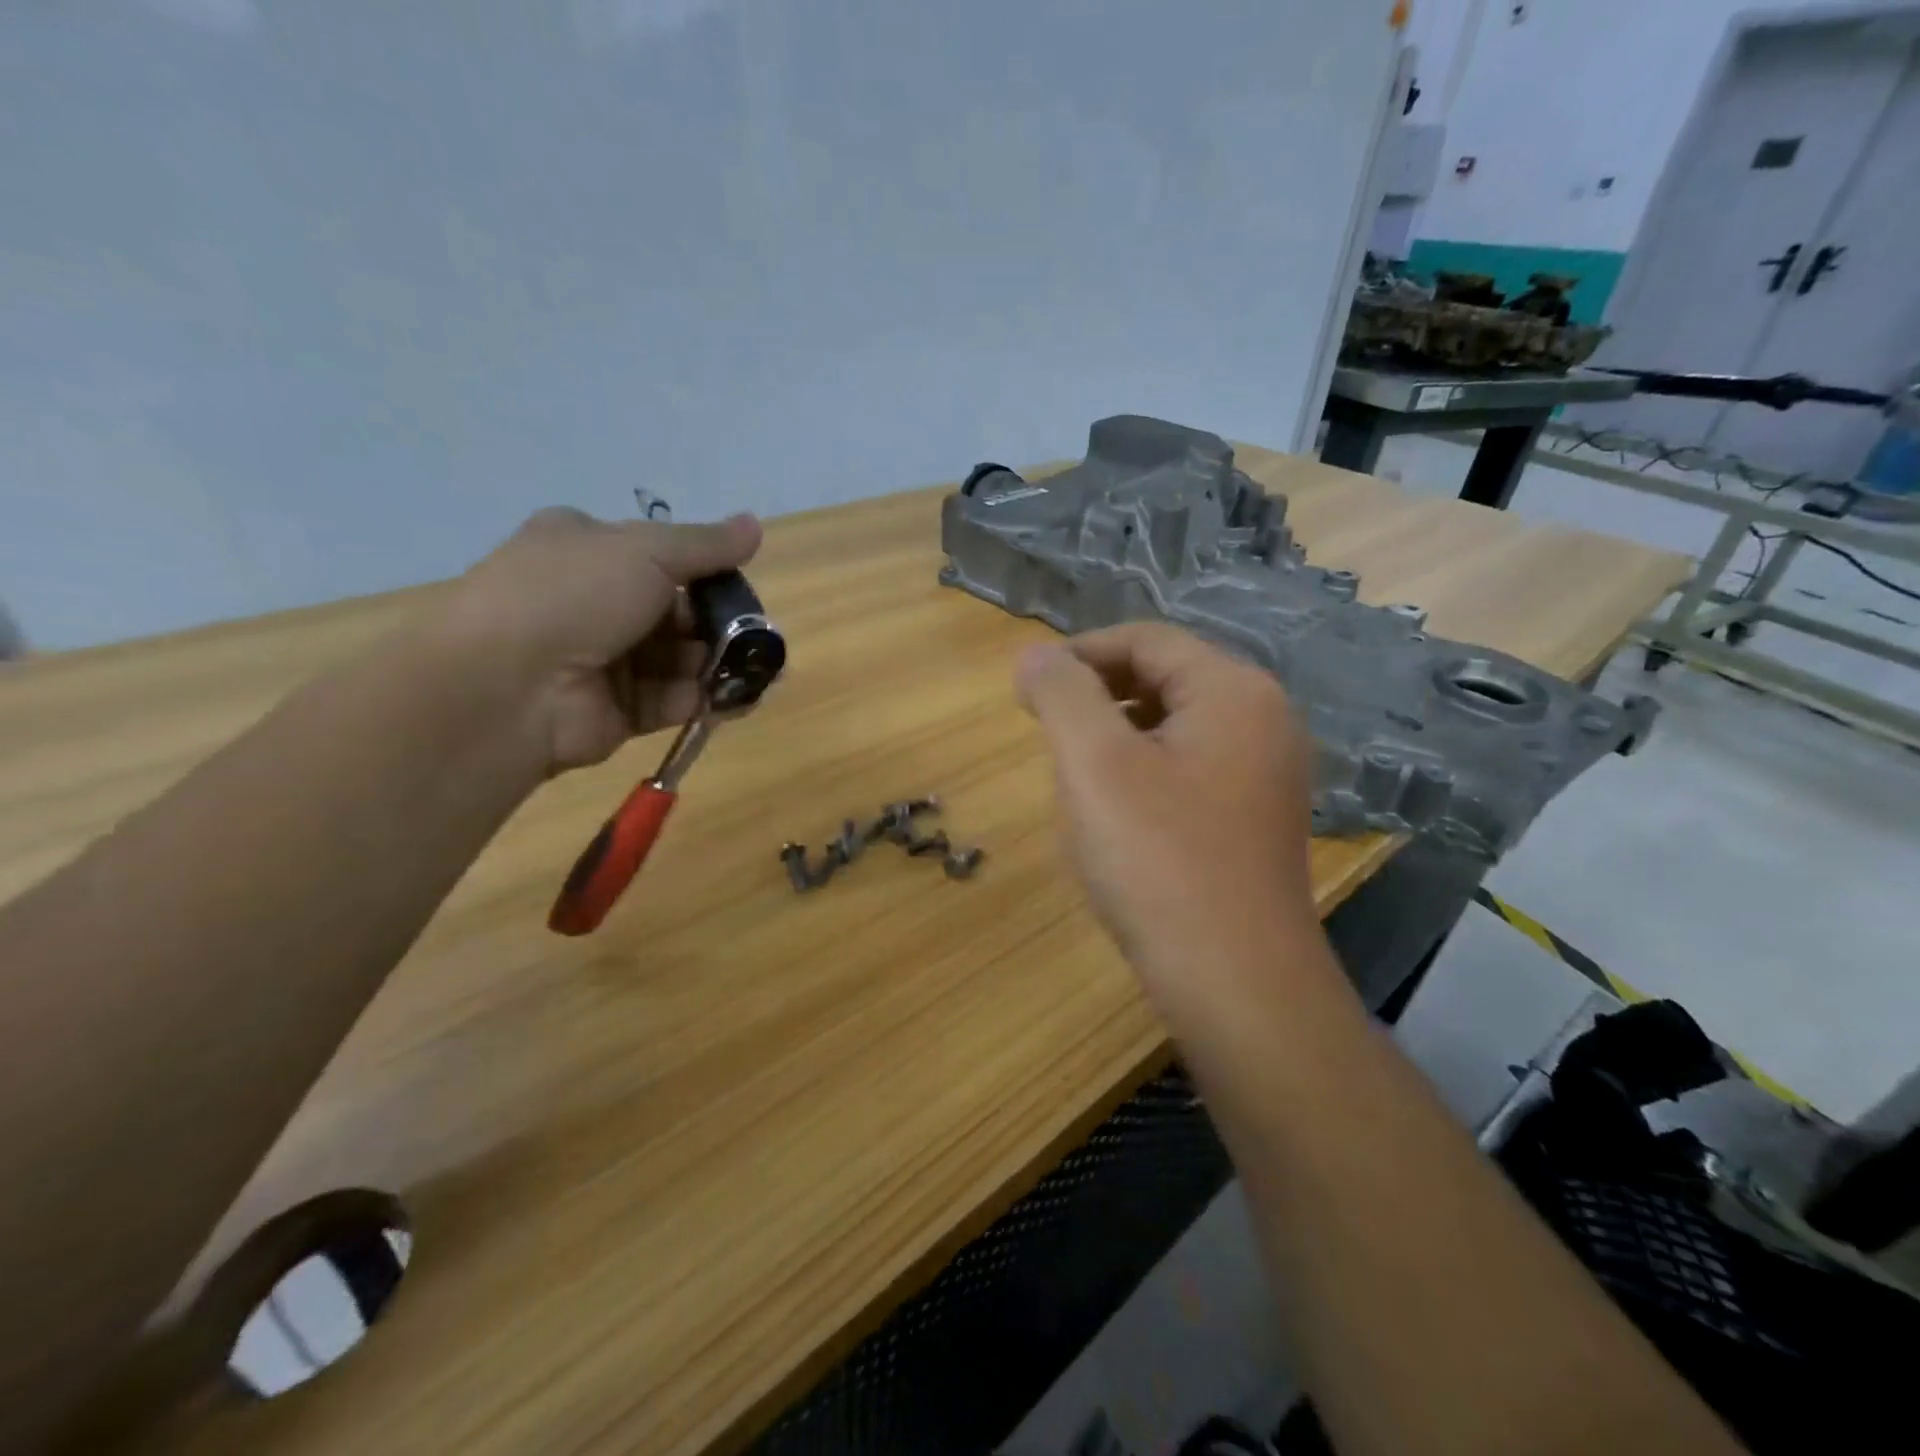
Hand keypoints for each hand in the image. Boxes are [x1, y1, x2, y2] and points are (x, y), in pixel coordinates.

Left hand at [439, 506, 761, 774]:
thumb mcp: (646, 551)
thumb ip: (706, 545)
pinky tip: (743, 699)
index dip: (706, 568)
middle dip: (722, 622)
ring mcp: (605, 659)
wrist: (509, 685)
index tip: (741, 583)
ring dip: (722, 663)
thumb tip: (754, 524)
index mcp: (588, 549)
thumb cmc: (574, 595)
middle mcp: (595, 602)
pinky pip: (674, 699)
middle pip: (677, 611)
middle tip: (761, 637)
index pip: (660, 556)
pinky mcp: (618, 710)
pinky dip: (708, 699)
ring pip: (680, 658)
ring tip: (766, 672)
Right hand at [1016, 624, 1318, 1026]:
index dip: (1080, 653)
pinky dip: (1143, 771)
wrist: (1235, 983)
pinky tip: (1115, 813)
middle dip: (1098, 694)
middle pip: (1165, 677)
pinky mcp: (1255, 817)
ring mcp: (1266, 772)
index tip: (1029, 686)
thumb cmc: (1159, 861)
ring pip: (1174, 726)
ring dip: (1117, 735)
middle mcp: (1264, 720)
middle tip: (1046, 730)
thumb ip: (1061, 694)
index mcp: (1234, 691)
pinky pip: (1189, 768)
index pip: (1146, 639)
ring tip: (1074, 772)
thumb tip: (1035, 655)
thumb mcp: (1095, 764)